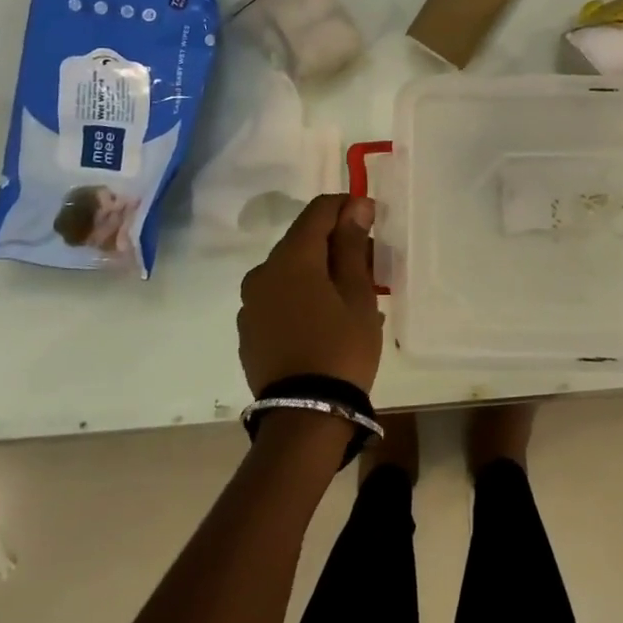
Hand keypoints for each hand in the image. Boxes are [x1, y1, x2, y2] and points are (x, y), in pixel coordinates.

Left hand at [237, 194, 382, 396]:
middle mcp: (262, 272)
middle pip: (303, 240)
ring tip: (351, 296)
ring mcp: (251, 303)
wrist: (305, 416)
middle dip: (336, 243)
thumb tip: (354, 206)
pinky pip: (280, 297)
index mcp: (290, 258)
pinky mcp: (250, 330)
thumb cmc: (341, 347)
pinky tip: (326, 318)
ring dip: (320, 271)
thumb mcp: (357, 294)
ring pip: (291, 270)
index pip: (318, 211)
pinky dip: (304, 295)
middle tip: (369, 265)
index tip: (372, 220)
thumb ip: (352, 245)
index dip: (347, 207)